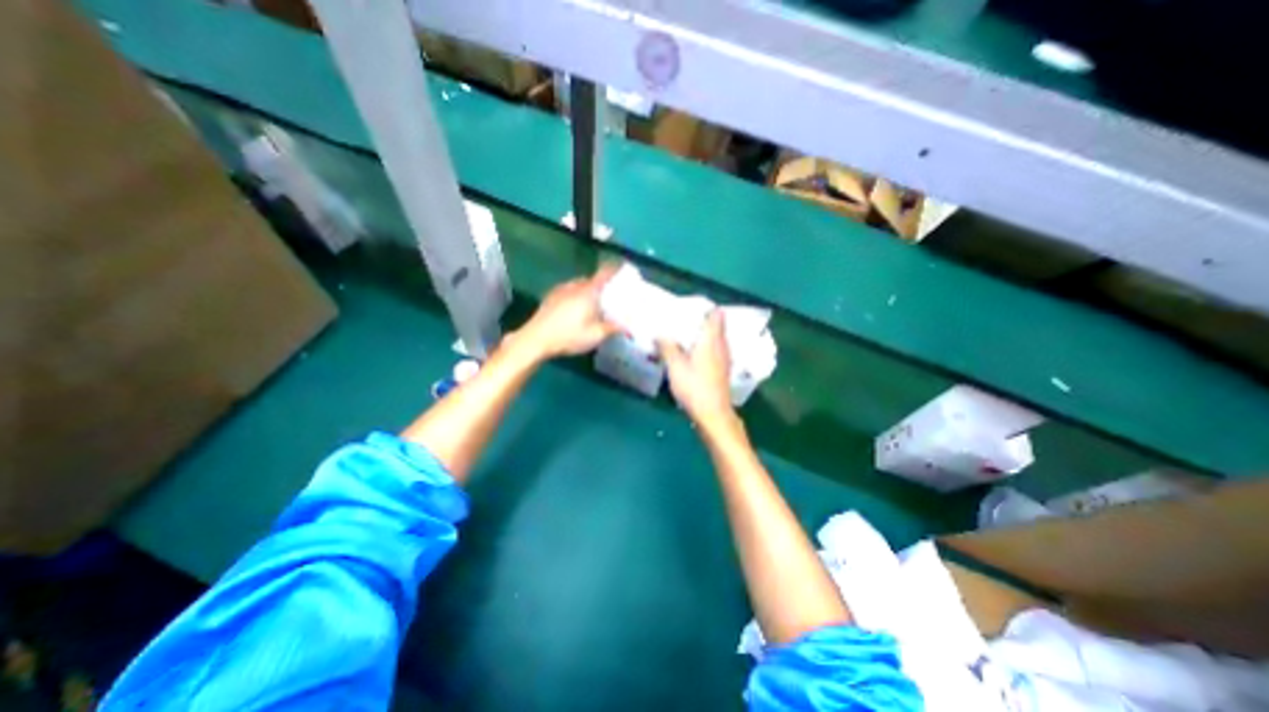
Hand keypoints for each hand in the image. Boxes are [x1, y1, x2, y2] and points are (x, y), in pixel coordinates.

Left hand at [509, 262, 620, 362]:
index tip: (624, 269)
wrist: (536, 339)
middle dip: (602, 286)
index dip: (615, 269)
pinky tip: (575, 311)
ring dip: (587, 292)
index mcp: (588, 291)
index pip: (605, 273)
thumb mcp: (595, 335)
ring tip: (593, 306)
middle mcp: (575, 285)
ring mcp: (560, 290)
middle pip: (592, 280)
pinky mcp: (550, 297)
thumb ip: (613, 328)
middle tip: (610, 298)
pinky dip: (575, 296)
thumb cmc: (569, 336)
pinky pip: (568, 291)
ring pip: (579, 285)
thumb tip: (628, 327)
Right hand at [653, 309, 733, 427]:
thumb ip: (667, 347)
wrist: (713, 414)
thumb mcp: (675, 366)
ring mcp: (725, 358)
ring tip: (685, 336)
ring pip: (716, 339)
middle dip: (702, 321)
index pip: (716, 315)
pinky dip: (706, 348)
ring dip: (704, 336)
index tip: (690, 308)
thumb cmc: (694, 387)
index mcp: (712, 340)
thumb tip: (658, 334)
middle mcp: (722, 345)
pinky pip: (715, 350)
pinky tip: (693, 355)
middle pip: (717, 326)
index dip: (705, 308)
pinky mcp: (723, 370)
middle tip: (682, 321)